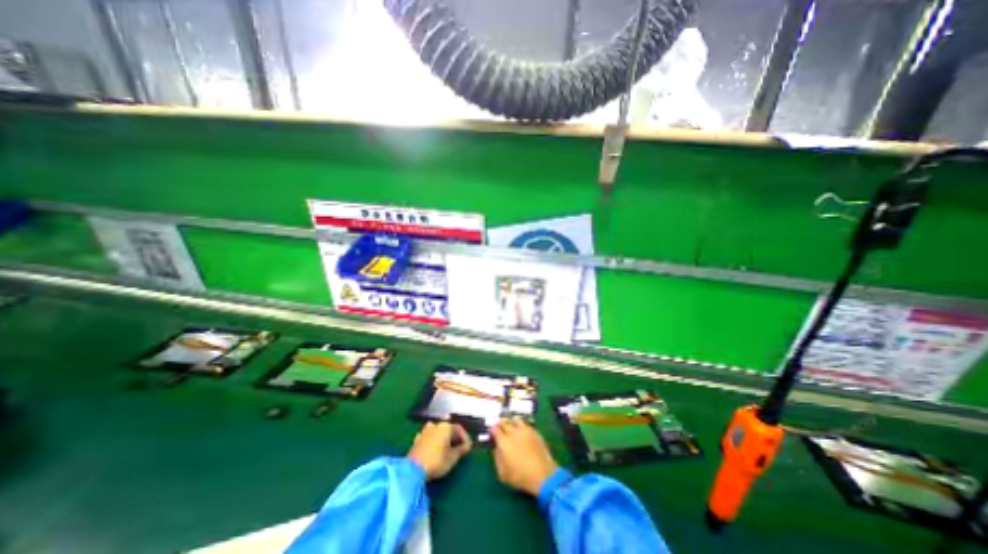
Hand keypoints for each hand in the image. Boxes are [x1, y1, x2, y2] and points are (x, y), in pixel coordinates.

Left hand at [408, 422, 472, 478]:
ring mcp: (425, 431)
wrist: (413, 469)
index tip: (468, 448)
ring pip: (437, 432)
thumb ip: (461, 450)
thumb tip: (467, 446)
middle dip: (454, 437)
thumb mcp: (453, 457)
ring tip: (446, 448)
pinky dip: (434, 442)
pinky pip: (429, 438)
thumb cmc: (437, 461)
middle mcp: (435, 425)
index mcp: (446, 426)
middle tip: (459, 448)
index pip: (459, 428)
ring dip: (443, 438)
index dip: (465, 438)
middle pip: (448, 429)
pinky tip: (434, 450)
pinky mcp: (417, 440)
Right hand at [492, 418, 557, 495]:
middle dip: (500, 423)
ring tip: (511, 425)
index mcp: (504, 442)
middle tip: (500, 426)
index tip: (492, 432)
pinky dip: (522, 425)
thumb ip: (497, 458)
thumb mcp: (503, 473)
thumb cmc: (520, 477)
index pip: (495, 429)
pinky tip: (522, 431)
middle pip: (505, 422)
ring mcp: (525, 430)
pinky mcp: (535, 432)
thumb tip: (497, 449)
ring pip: (516, 419)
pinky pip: (526, 424)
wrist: (543, 475)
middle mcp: (513, 432)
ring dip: (512, 422)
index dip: (492, 430)